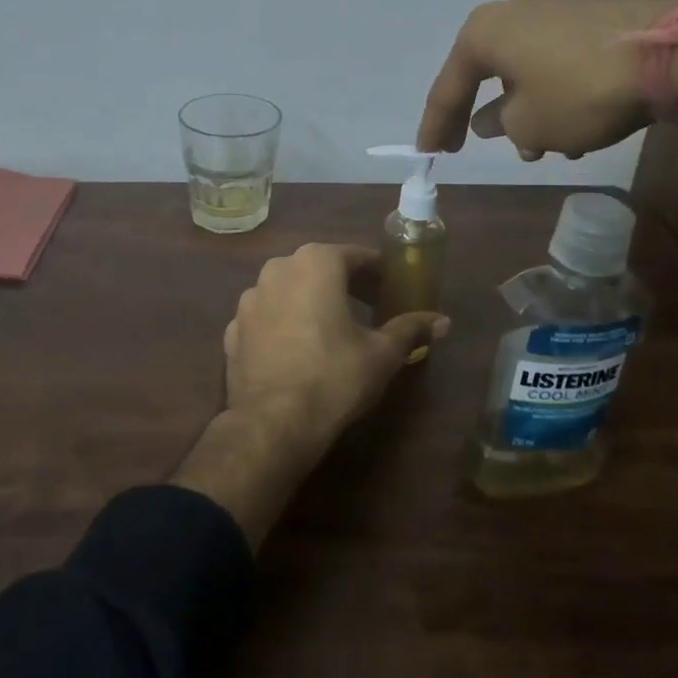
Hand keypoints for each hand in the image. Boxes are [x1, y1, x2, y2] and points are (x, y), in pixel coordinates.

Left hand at [222, 243, 447, 451]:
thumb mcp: (382, 354)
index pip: (356, 256)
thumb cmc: (334, 377)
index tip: (393, 287)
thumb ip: (410, 329)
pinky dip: (285, 322)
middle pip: (319, 267)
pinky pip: (268, 315)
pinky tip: (298, 347)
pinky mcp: (233, 327)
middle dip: (345, 283)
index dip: (378, 271)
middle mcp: (277, 268)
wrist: (272, 422)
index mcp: (315, 263)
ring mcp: (249, 297)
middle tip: (370, 306)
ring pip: (289, 288)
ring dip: (311, 300)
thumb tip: (443, 321)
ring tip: (333, 327)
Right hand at [417, 0, 677, 158]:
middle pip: (488, 73)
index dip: (436, 125)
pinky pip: (556, 62)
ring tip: (542, 148)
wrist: (675, 51)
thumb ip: (502, 125)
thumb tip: (493, 119)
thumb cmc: (580, 91)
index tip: (428, 153)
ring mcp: (555, 10)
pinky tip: (575, 125)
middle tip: (482, 146)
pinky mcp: (592, 17)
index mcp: (484, 33)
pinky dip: (555, 93)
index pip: (448, 87)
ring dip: (526, 108)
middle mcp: (513, 12)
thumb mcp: (530, 125)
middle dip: (489, 115)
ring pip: (526, 70)